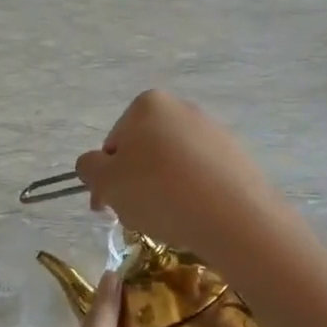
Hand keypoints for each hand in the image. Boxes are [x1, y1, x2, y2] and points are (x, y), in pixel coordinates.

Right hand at [75, 91, 286, 260]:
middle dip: (135, 183)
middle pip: (144, 152)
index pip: (113, 144)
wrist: (234, 217)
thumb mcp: (106, 182)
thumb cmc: (159, 193)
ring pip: (173, 165)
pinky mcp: (237, 157)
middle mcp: (182, 109)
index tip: (109, 207)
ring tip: (167, 221)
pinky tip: (194, 217)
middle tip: (135, 216)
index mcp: (148, 105)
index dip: (106, 179)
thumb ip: (89, 168)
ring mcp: (214, 132)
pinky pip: (202, 177)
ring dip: (162, 190)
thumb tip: (95, 165)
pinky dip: (192, 195)